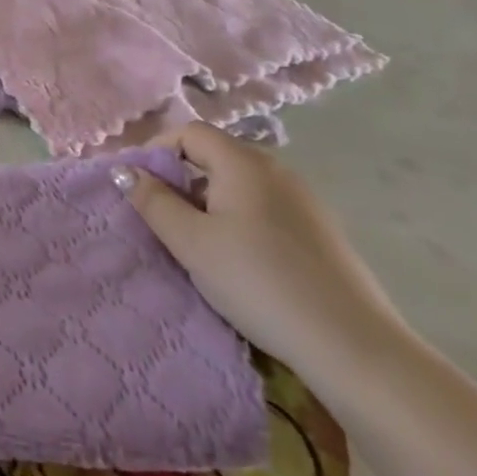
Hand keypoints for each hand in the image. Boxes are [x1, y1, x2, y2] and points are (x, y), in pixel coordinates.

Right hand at [123, 123, 404, 377]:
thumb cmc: (257, 281)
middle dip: (182, 179)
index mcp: (243, 163)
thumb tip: (126, 171)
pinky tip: (241, 260)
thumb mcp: (190, 242)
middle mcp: (277, 169)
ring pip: (241, 185)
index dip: (158, 151)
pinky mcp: (320, 230)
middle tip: (163, 220)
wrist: (350, 343)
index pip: (190, 132)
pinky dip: (240, 219)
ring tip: (198, 244)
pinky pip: (265, 208)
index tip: (140, 187)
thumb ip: (153, 201)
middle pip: (216, 156)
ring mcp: (304, 200)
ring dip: (210, 202)